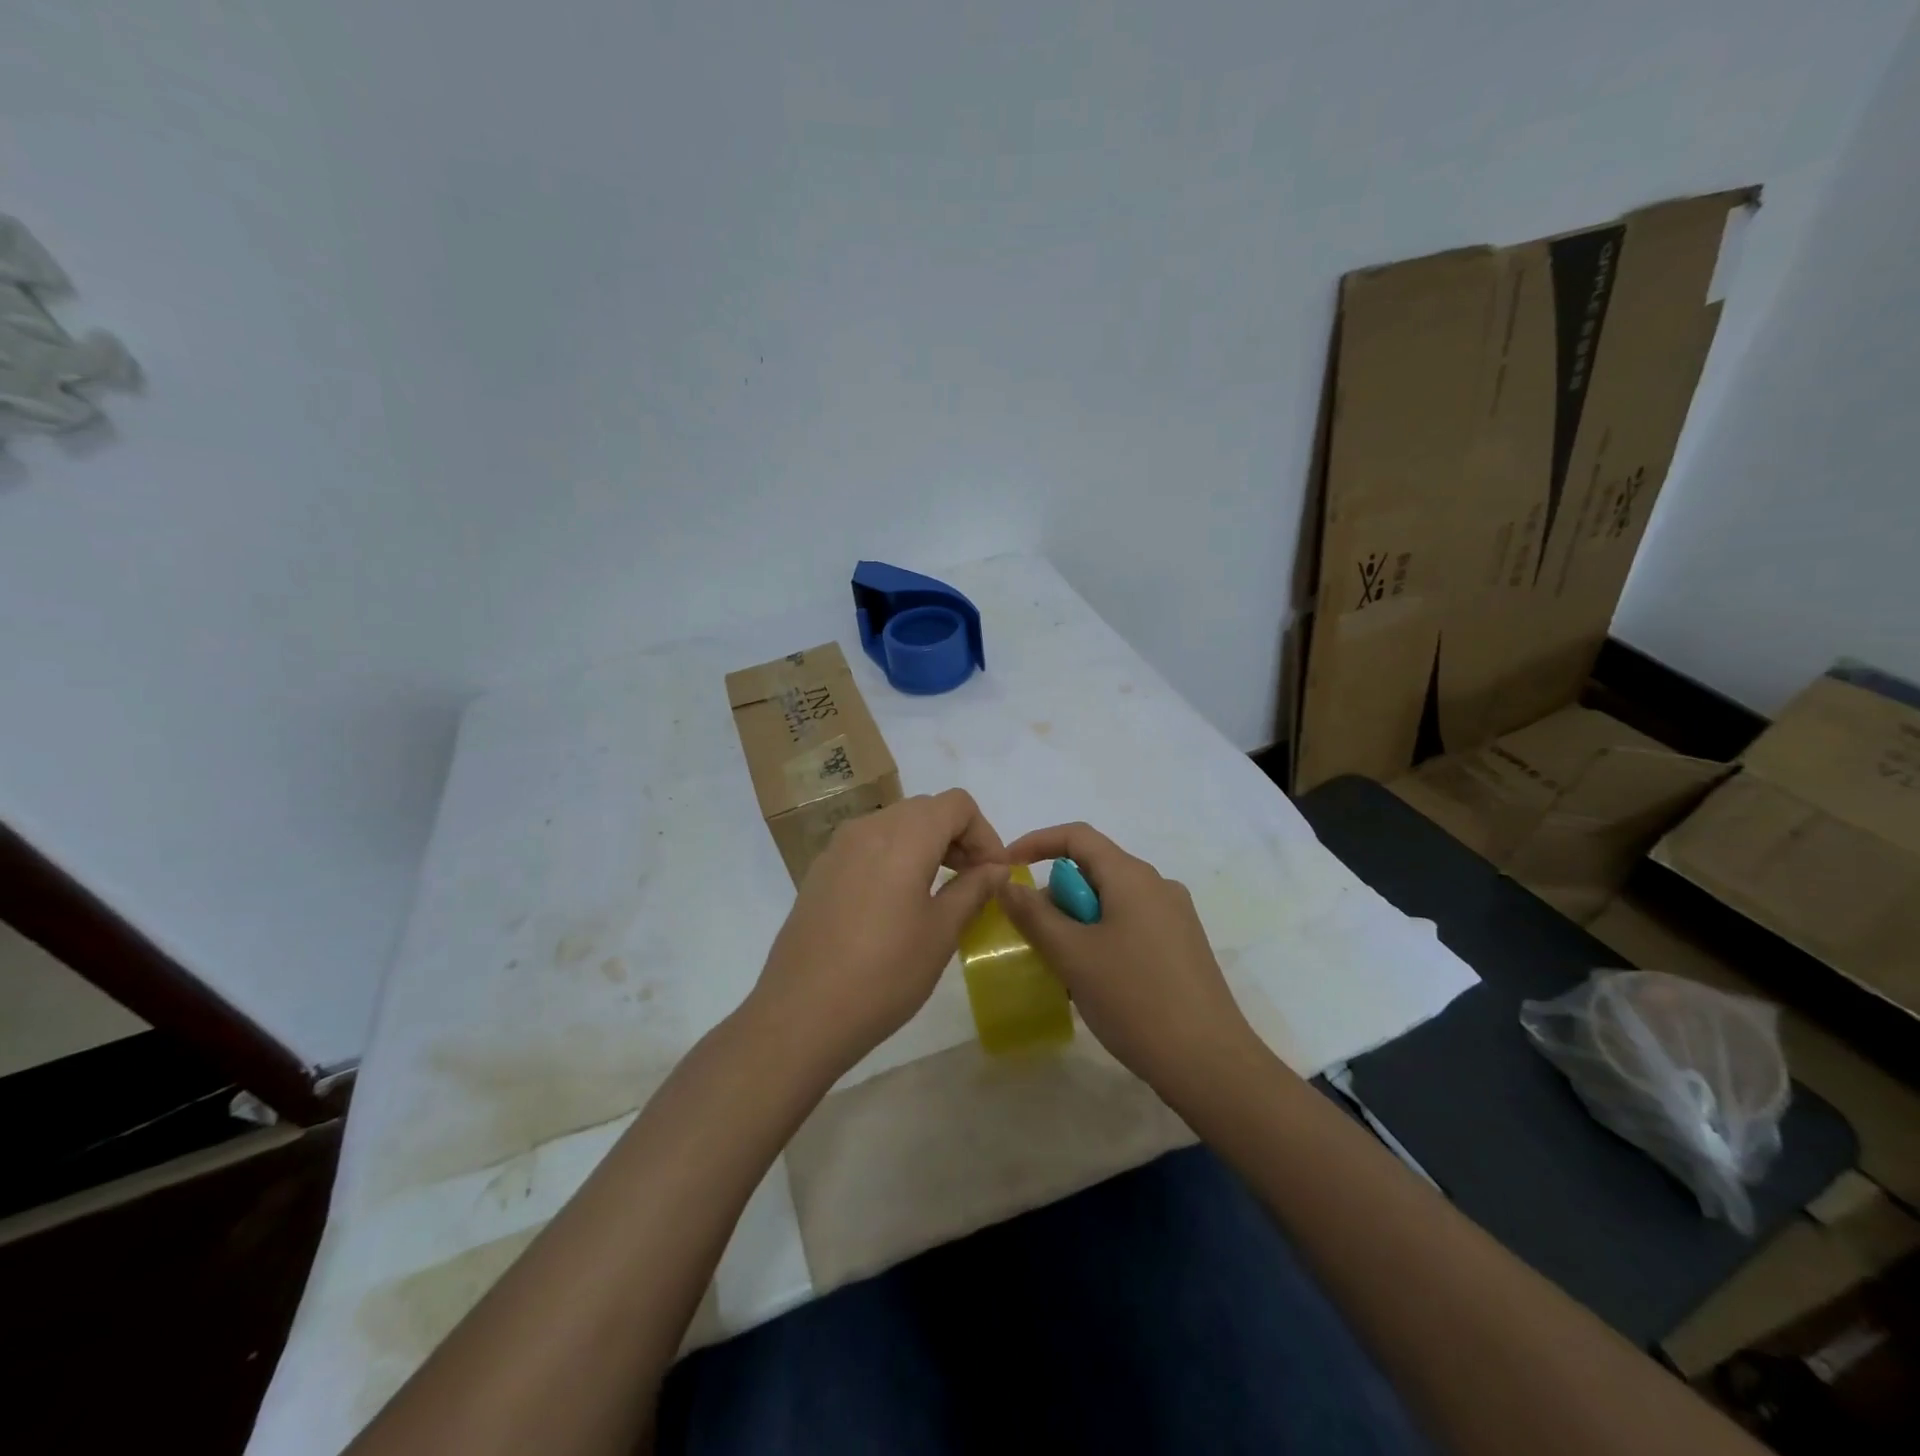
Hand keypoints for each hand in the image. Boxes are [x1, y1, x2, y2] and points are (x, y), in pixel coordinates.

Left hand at [750, 790, 1008, 1080]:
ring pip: (895, 825)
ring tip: (940, 892)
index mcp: (903, 836)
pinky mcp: (820, 871)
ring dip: (926, 845)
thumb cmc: (884, 974)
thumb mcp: (941, 932)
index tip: (994, 873)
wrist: (801, 1014)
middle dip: (957, 837)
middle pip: (925, 809)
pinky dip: (895, 857)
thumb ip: (973, 890)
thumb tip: (996, 869)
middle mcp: (868, 828)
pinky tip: (897, 904)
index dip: (984, 833)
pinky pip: (868, 846)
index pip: (956, 804)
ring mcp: (838, 848)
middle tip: (974, 881)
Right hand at [998, 823, 1255, 1097]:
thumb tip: (1007, 883)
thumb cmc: (1134, 999)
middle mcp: (1158, 886)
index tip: (1006, 868)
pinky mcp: (1183, 948)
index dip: (1036, 843)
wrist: (1209, 1063)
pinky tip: (1095, 983)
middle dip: (1057, 896)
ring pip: (1111, 902)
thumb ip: (1034, 914)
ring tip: (1061, 968)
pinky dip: (1102, 939)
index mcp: (1133, 876)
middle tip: (1033, 936)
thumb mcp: (1072, 955)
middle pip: (1094, 870)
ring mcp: (1175, 917)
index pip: (1077, 836)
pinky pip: (1130, 926)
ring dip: (1077, 924)